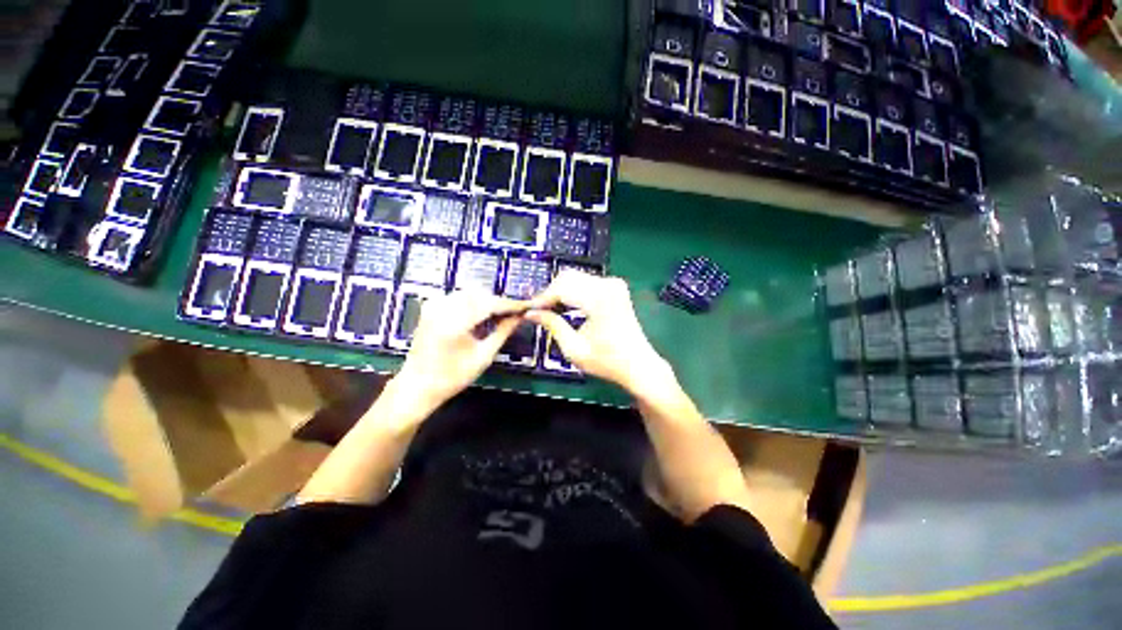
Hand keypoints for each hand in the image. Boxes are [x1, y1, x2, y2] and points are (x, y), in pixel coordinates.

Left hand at [393, 290, 525, 407]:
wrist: (418, 385)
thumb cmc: (452, 377)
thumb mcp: (483, 356)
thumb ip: (503, 332)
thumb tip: (519, 317)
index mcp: (454, 323)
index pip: (489, 304)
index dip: (510, 304)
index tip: (526, 306)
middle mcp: (442, 308)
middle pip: (480, 294)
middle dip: (499, 302)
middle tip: (514, 312)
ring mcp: (434, 305)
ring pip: (470, 293)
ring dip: (487, 301)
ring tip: (500, 315)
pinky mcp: (431, 306)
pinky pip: (459, 296)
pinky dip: (473, 302)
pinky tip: (481, 314)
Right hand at [526, 271, 673, 395]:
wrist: (638, 364)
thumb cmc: (608, 361)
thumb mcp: (574, 349)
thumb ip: (552, 325)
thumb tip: (532, 313)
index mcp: (599, 299)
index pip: (561, 288)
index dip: (541, 298)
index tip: (527, 309)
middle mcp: (608, 285)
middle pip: (567, 277)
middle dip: (549, 292)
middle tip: (537, 310)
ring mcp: (613, 284)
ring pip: (575, 278)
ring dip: (559, 291)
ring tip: (548, 310)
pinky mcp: (615, 287)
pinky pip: (585, 282)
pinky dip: (572, 291)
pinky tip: (564, 306)